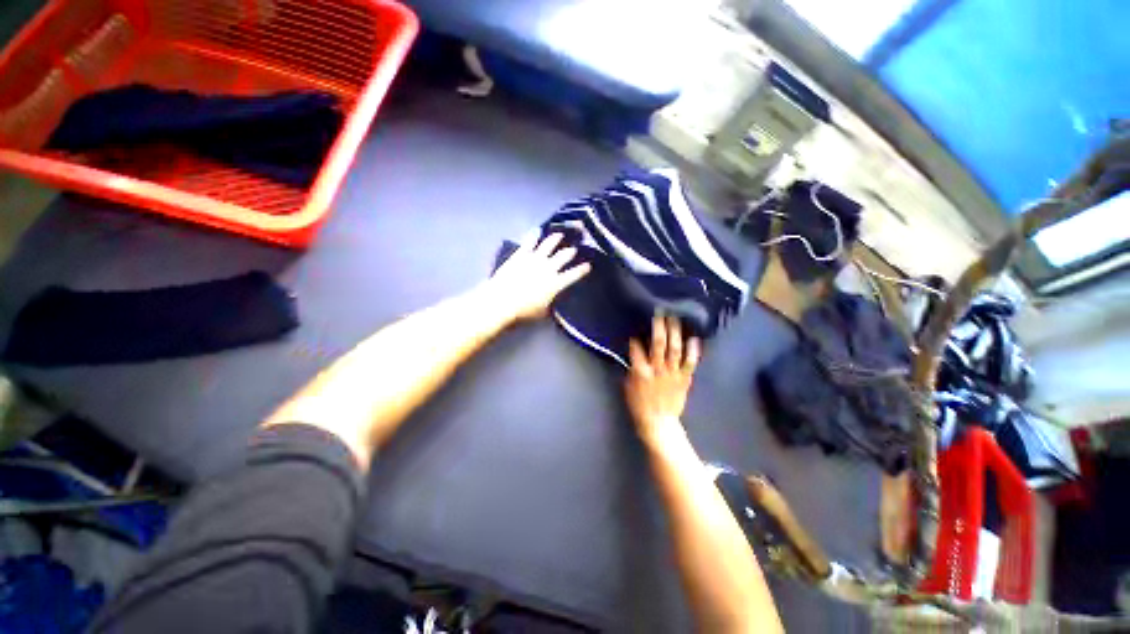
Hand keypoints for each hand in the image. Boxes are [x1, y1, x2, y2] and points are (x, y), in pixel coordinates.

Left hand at [487, 233, 590, 321]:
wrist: (502, 301)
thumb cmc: (523, 311)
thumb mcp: (543, 312)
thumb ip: (551, 304)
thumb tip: (553, 302)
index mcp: (556, 283)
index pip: (574, 274)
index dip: (582, 270)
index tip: (588, 266)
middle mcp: (549, 268)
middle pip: (564, 256)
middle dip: (570, 252)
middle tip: (574, 249)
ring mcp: (535, 259)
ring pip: (549, 245)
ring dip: (556, 239)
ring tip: (559, 235)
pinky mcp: (521, 255)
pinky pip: (529, 242)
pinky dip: (534, 235)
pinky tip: (536, 230)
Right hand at [625, 314, 701, 446]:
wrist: (659, 423)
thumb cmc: (639, 405)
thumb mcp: (628, 385)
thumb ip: (632, 367)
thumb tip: (635, 353)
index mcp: (641, 371)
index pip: (636, 348)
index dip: (636, 336)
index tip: (636, 326)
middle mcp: (657, 369)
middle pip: (658, 343)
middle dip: (659, 325)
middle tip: (660, 311)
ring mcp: (673, 373)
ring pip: (675, 349)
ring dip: (675, 332)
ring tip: (675, 318)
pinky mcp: (684, 378)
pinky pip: (690, 362)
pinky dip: (693, 350)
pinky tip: (694, 338)